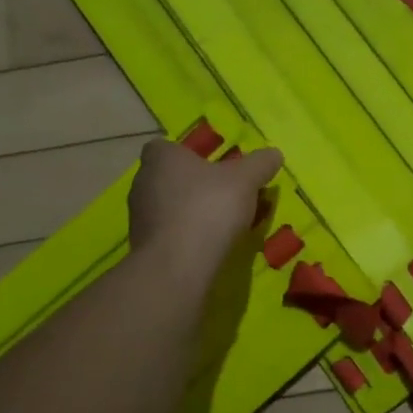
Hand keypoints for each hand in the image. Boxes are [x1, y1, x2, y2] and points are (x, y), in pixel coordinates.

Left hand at [128, 137, 283, 283]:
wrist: (178, 265)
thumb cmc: (208, 208)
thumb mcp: (245, 180)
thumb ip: (260, 164)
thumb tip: (274, 154)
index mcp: (161, 158)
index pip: (167, 147)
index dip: (189, 155)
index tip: (212, 168)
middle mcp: (142, 182)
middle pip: (168, 178)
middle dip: (192, 185)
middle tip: (222, 196)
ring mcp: (138, 217)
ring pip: (166, 207)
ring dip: (187, 213)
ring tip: (218, 225)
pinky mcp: (142, 246)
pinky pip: (166, 234)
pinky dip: (183, 237)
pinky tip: (205, 247)